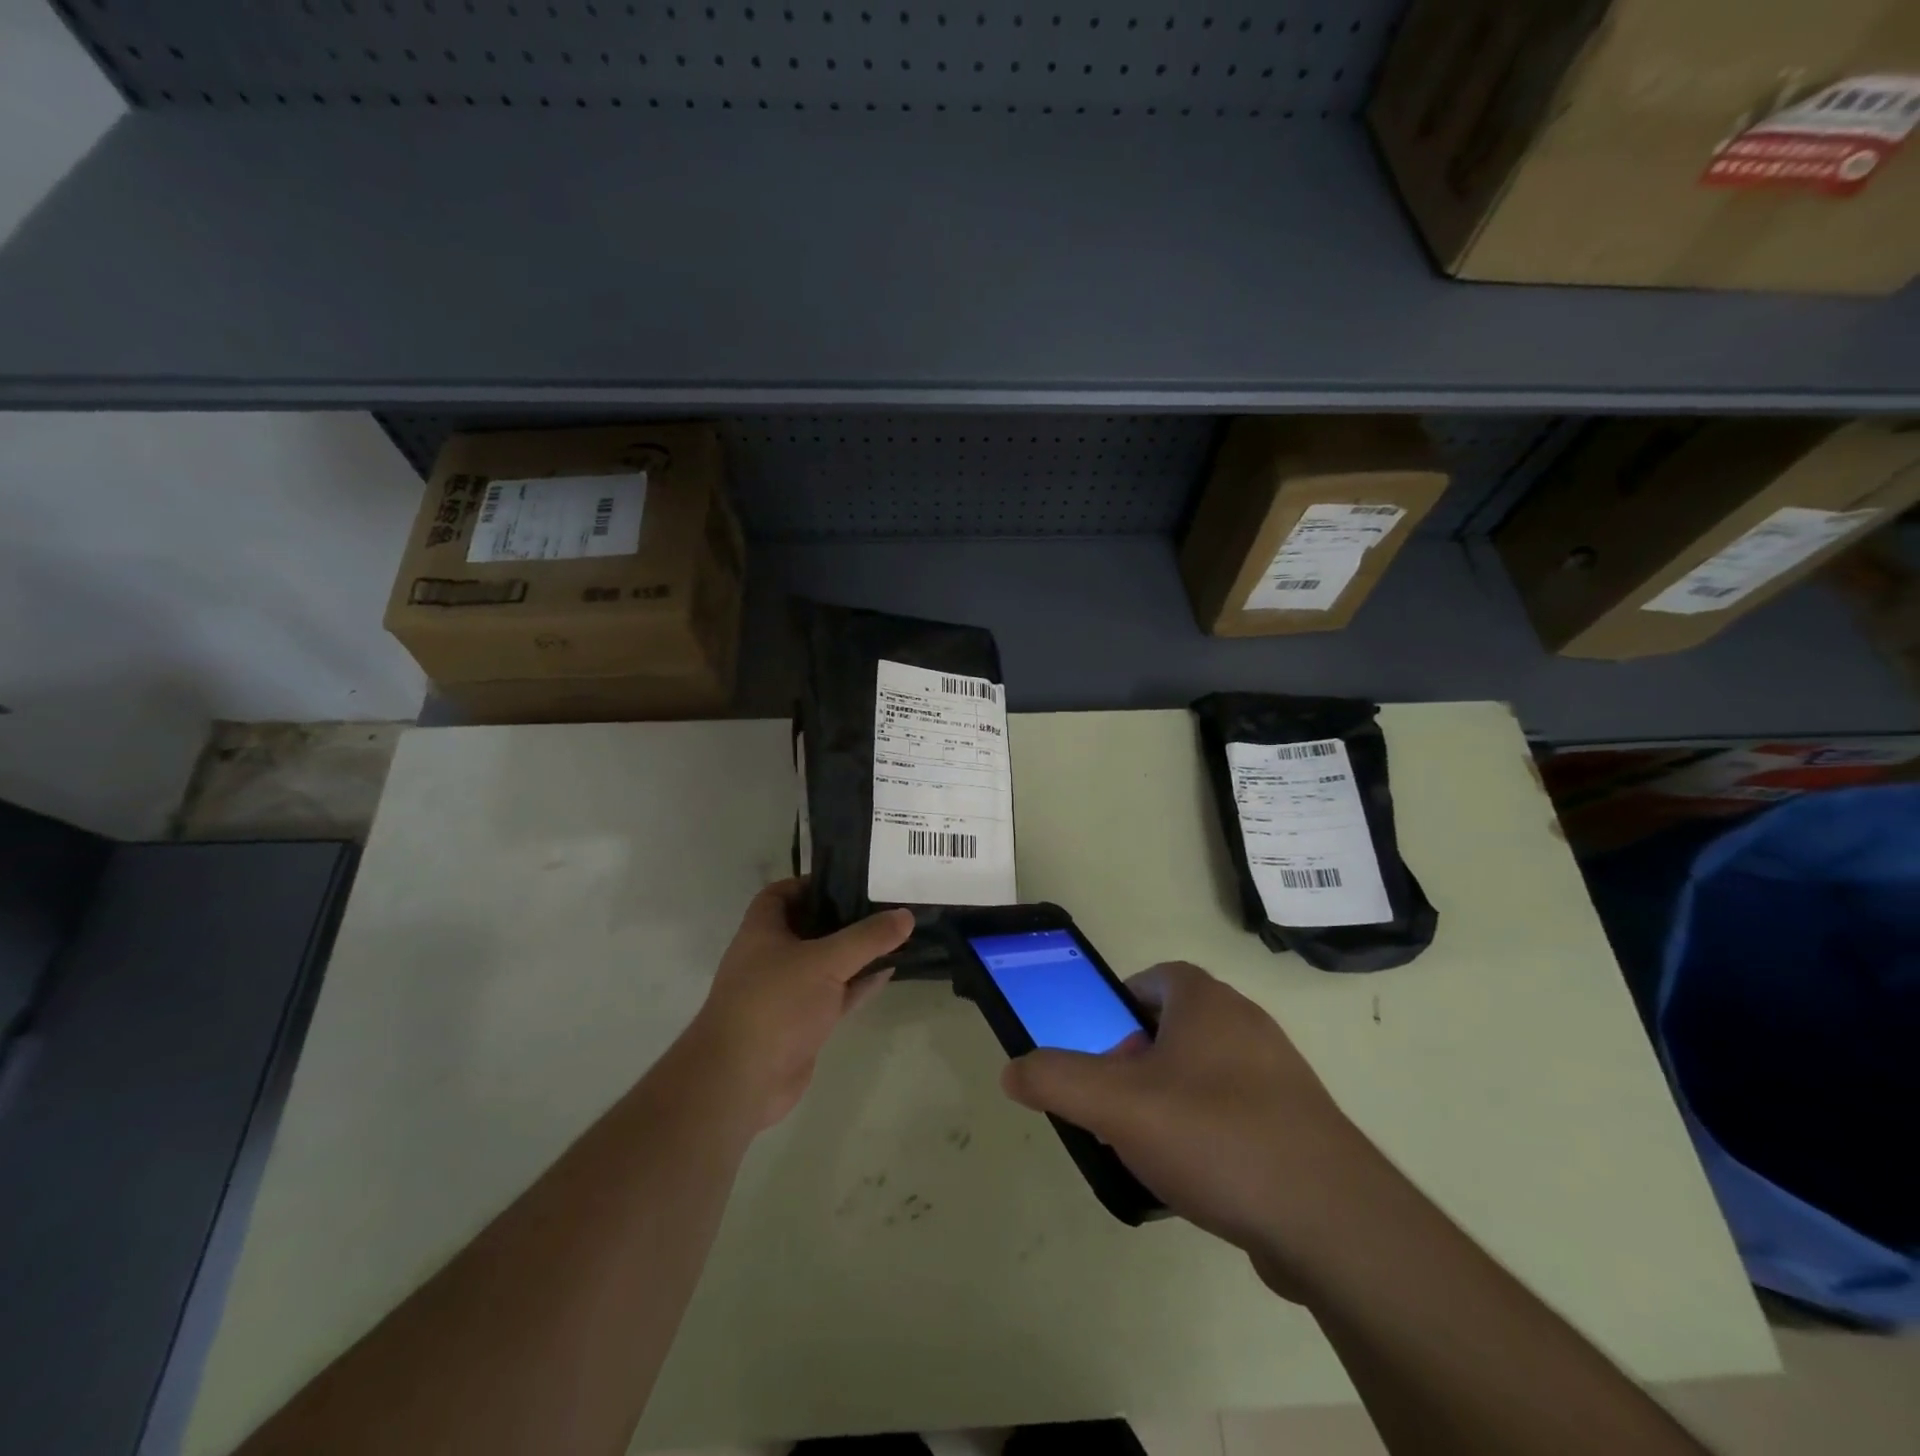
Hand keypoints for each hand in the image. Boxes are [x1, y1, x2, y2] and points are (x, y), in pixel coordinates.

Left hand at [687, 879, 913, 1130]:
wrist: (742, 1081)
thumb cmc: (775, 1004)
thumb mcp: (825, 961)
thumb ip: (867, 937)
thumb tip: (906, 915)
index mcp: (763, 930)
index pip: (782, 893)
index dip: (811, 882)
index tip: (850, 879)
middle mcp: (772, 956)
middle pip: (810, 926)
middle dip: (844, 916)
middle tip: (884, 903)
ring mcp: (787, 991)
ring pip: (827, 962)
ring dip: (856, 952)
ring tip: (895, 934)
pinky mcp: (802, 1022)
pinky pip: (836, 994)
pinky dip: (859, 984)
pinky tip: (889, 972)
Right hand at [1001, 961, 1375, 1293]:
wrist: (1332, 1220)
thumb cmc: (1215, 1135)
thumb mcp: (1116, 1105)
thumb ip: (1057, 1080)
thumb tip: (1012, 1069)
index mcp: (1207, 1002)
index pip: (1156, 978)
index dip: (1121, 1005)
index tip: (1101, 1048)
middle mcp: (1247, 1024)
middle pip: (1177, 1027)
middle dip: (1139, 1059)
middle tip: (1116, 1103)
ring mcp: (1279, 1074)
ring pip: (1206, 1072)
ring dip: (1171, 1099)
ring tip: (1149, 1147)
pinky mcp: (1299, 1124)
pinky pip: (1238, 1112)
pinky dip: (1210, 1133)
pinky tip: (1197, 1180)